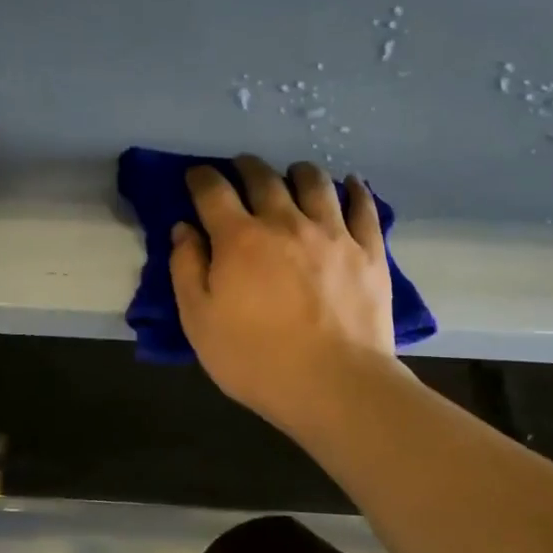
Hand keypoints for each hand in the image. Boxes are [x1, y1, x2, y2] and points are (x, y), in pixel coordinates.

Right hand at [171, 155, 399, 432]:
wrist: (335, 385)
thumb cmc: (256, 359)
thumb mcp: (199, 322)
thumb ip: (186, 269)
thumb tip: (184, 229)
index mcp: (240, 238)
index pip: (213, 191)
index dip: (200, 178)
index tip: (195, 176)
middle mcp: (286, 222)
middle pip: (264, 177)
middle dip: (246, 167)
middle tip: (241, 170)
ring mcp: (332, 233)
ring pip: (315, 182)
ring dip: (298, 172)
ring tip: (293, 174)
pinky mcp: (368, 250)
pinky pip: (363, 207)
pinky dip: (354, 190)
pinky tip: (350, 185)